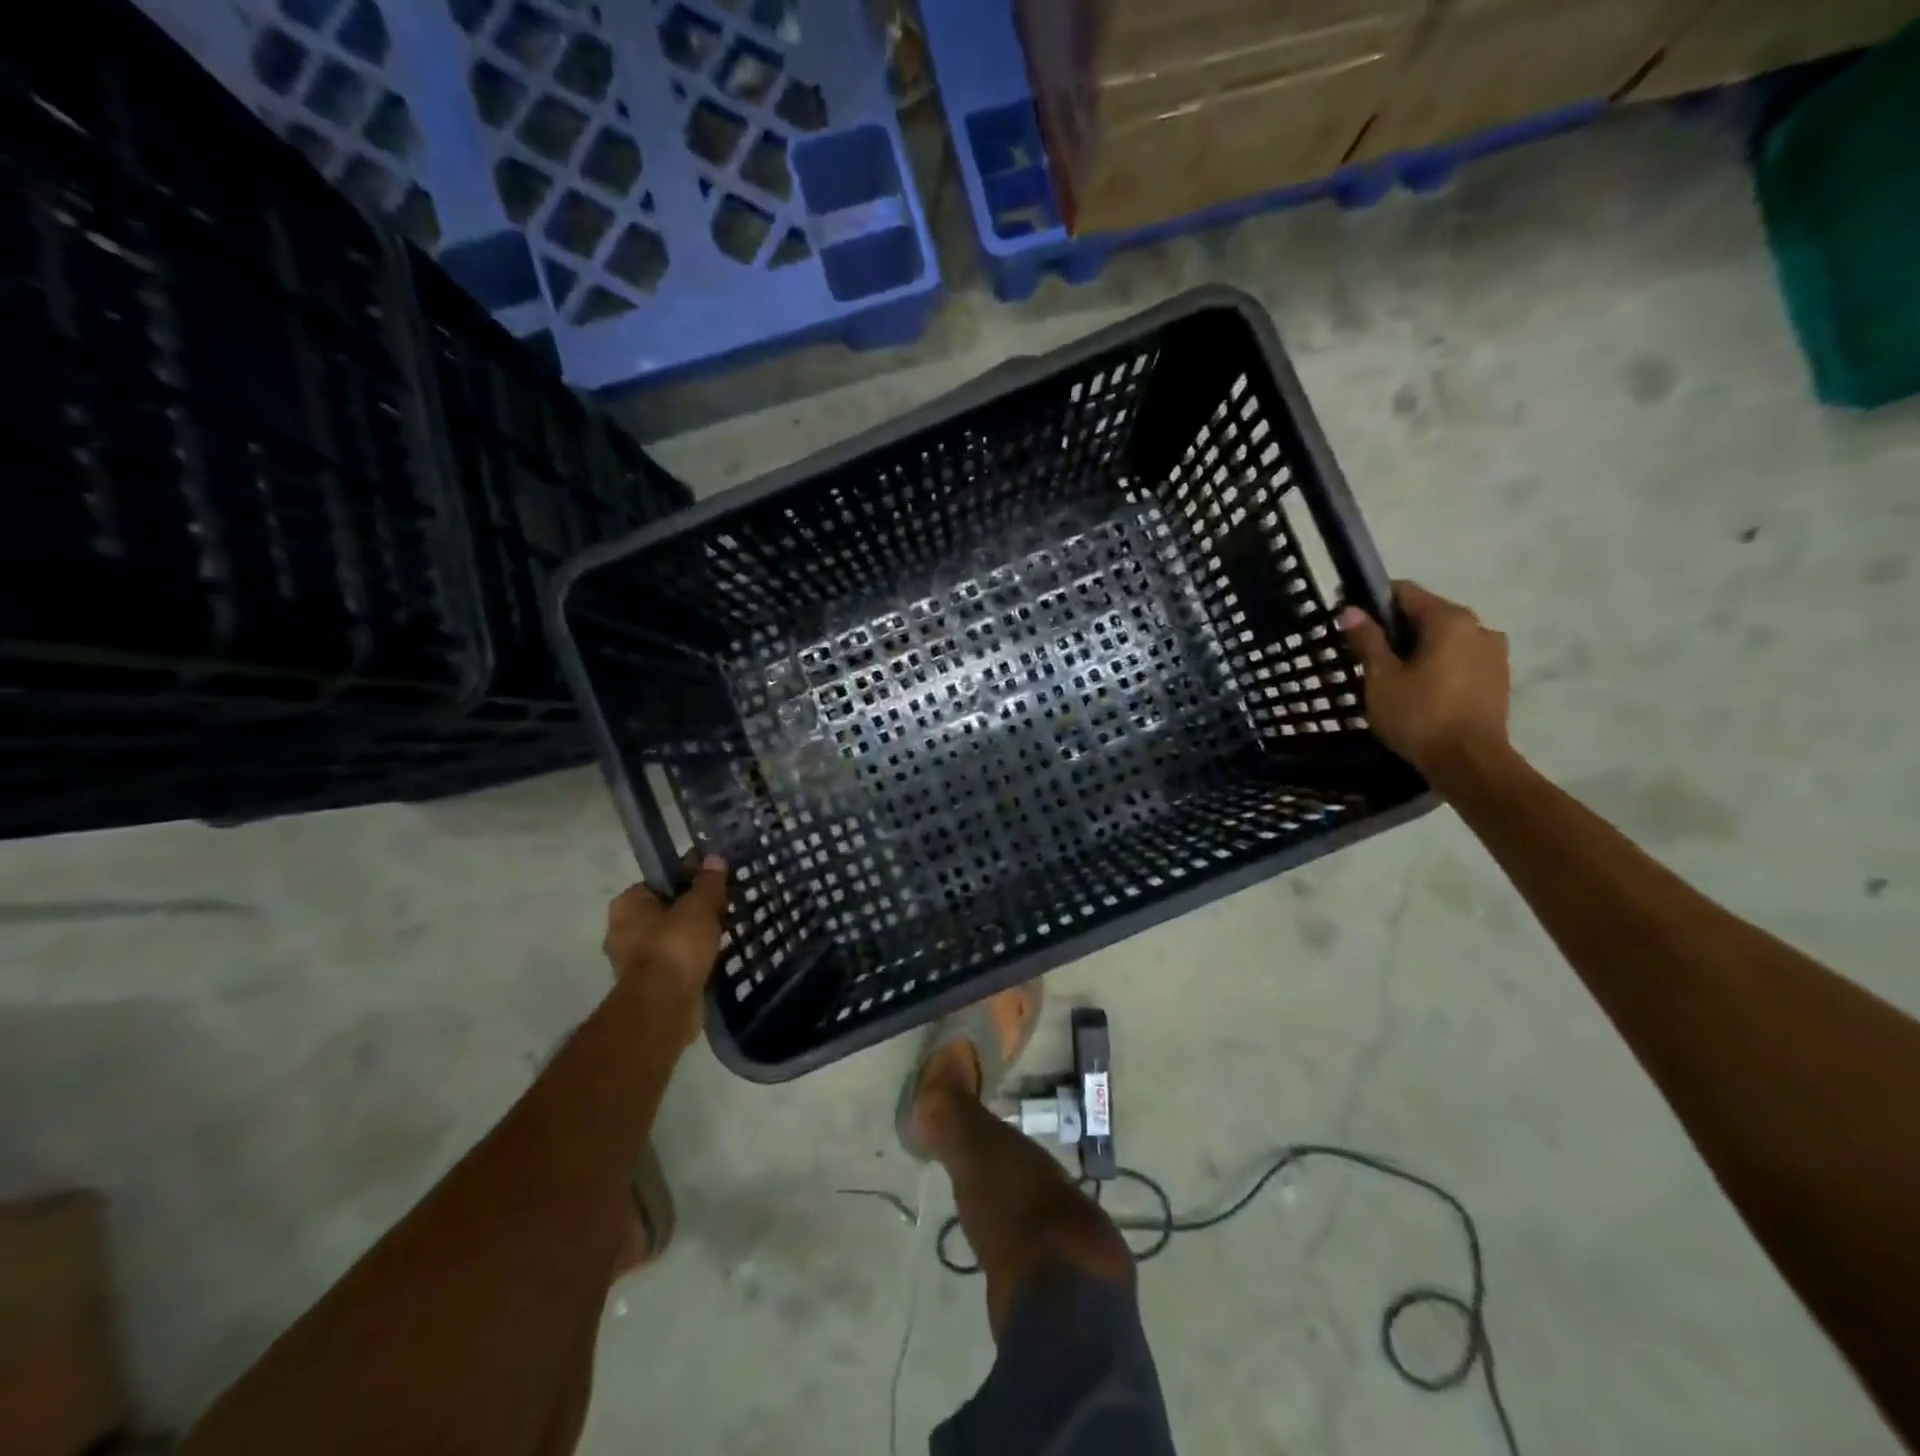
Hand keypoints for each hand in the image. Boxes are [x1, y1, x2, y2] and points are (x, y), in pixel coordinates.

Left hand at [603, 855, 728, 1048]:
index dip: (690, 878)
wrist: (664, 1006)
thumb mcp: (700, 906)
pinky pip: (676, 962)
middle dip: (694, 910)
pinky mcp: (649, 985)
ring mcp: (633, 960)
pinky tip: (716, 956)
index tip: (716, 882)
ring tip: (726, 932)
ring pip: (672, 937)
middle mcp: (623, 930)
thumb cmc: (676, 946)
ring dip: (695, 936)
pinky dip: (693, 959)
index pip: (661, 880)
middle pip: (667, 909)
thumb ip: (709, 882)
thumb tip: (715, 858)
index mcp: (627, 904)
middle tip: (725, 908)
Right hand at [1338, 581, 1511, 784]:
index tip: (1352, 623)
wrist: (1469, 762)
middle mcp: (1479, 627)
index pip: (1405, 593)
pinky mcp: (1498, 679)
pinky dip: (1439, 666)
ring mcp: (1494, 653)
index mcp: (1450, 620)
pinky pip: (1460, 660)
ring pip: (1446, 639)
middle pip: (1427, 615)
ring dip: (1419, 650)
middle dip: (1397, 630)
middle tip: (1367, 656)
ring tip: (1393, 677)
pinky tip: (1420, 691)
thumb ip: (1367, 640)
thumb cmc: (1419, 715)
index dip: (1373, 603)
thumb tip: (1350, 610)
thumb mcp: (1381, 678)